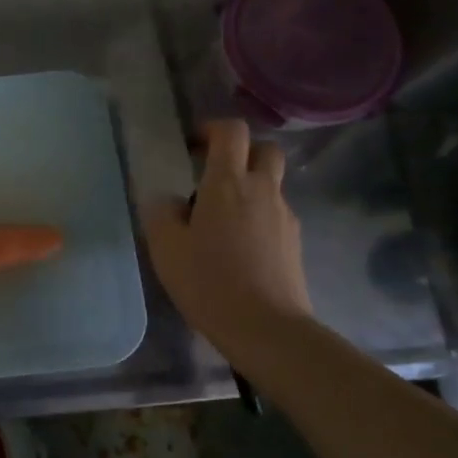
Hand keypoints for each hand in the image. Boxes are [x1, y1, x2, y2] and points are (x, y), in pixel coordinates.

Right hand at [144, 120, 311, 353]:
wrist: (267, 328)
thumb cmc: (209, 282)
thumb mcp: (166, 248)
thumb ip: (162, 214)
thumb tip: (169, 201)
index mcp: (228, 182)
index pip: (231, 131)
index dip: (212, 129)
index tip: (192, 147)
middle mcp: (262, 190)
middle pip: (264, 149)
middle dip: (242, 153)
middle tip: (215, 175)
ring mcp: (284, 216)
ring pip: (271, 184)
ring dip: (250, 188)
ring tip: (222, 222)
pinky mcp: (295, 242)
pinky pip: (276, 215)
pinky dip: (259, 218)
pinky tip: (240, 250)